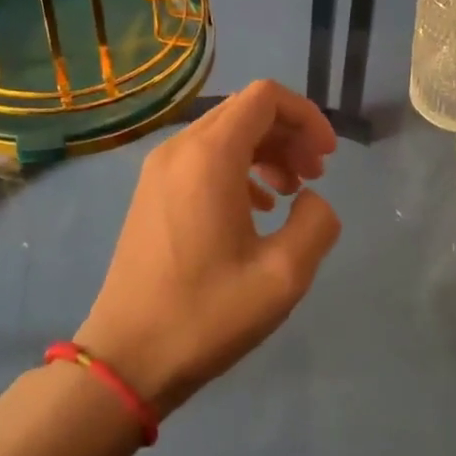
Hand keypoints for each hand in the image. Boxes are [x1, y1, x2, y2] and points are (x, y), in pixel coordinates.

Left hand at [75, 80, 341, 416]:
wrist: (127, 358)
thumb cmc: (206, 315)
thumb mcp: (283, 275)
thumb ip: (316, 223)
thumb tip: (311, 199)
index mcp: (209, 156)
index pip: (265, 97)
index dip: (306, 117)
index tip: (328, 158)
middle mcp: (180, 149)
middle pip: (245, 111)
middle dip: (289, 134)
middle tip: (315, 176)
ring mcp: (159, 170)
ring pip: (224, 134)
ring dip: (266, 151)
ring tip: (292, 193)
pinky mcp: (152, 192)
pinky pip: (203, 158)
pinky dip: (239, 168)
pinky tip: (257, 208)